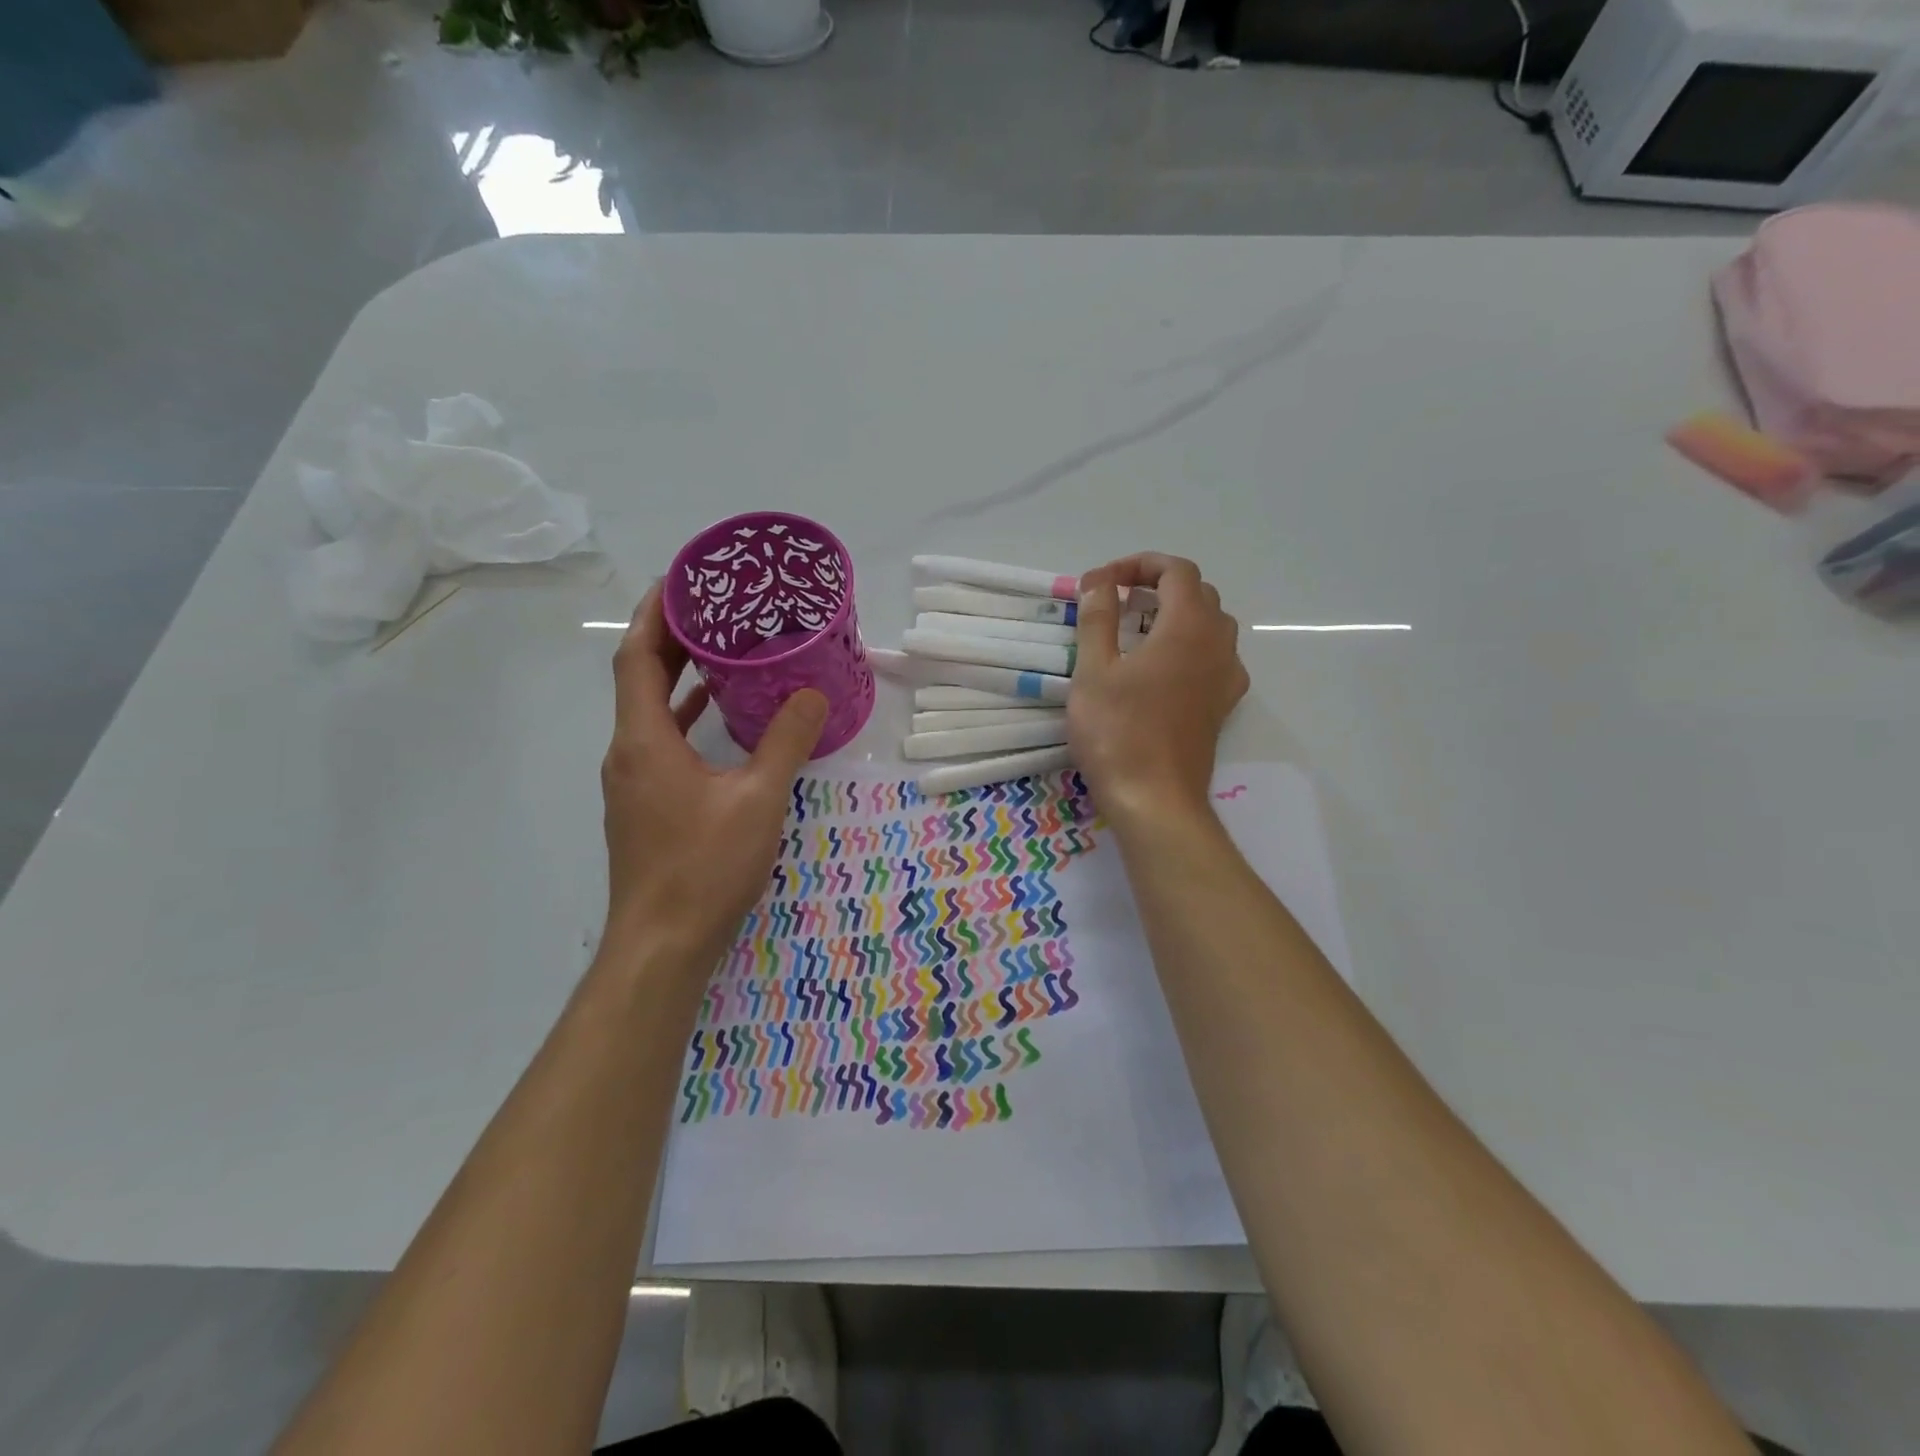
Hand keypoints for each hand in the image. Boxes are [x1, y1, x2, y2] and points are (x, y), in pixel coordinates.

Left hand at [600, 587, 825, 967]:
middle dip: (670, 638)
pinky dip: (684, 719)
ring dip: (677, 678)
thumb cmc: (705, 866)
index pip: (637, 657)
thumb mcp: (759, 799)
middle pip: (639, 679)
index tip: (680, 579)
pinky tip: (717, 719)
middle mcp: (627, 753)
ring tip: (719, 650)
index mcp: (644, 740)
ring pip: (648, 712)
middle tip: (712, 606)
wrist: (662, 945)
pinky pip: (659, 742)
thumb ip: (785, 741)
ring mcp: (632, 783)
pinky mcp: (644, 807)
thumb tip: (812, 693)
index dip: (654, 613)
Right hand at [1070, 553, 1248, 829]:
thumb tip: (1099, 581)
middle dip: (1158, 586)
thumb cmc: (1117, 732)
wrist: (1155, 800)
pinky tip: (1160, 668)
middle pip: (1198, 594)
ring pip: (1211, 625)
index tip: (1103, 583)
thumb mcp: (1094, 670)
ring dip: (1175, 615)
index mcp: (1188, 627)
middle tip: (1116, 601)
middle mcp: (1218, 645)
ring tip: (1135, 631)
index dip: (1139, 565)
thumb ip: (1098, 617)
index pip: (1176, 571)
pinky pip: (1214, 658)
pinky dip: (1188, 646)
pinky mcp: (1222, 705)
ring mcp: (1226, 678)